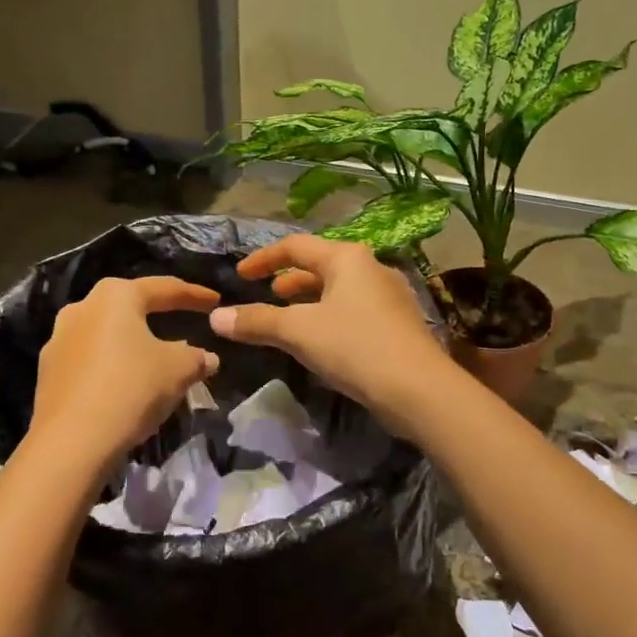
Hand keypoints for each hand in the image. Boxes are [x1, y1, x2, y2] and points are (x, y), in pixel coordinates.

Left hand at [27, 276, 221, 477]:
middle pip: (129, 306)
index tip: (215, 300)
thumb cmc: (131, 389)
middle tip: (182, 319)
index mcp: (115, 296)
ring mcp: (58, 340)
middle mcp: (82, 308)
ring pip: (106, 333)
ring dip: (131, 341)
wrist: (71, 442)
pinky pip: (89, 359)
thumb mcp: (178, 371)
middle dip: (157, 313)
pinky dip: (111, 365)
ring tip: (154, 356)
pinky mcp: (47, 372)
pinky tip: (125, 382)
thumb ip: (196, 358)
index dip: (194, 294)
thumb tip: (208, 358)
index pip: (163, 288)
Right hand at [207, 235, 459, 433]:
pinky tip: (321, 342)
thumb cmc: (355, 347)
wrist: (419, 390)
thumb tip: (216, 317)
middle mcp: (371, 268)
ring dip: (310, 300)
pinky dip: (329, 317)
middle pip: (321, 265)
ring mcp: (389, 296)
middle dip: (289, 280)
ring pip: (338, 289)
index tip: (240, 276)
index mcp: (347, 258)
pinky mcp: (398, 324)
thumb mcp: (299, 332)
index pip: (295, 246)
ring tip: (289, 319)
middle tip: (267, 296)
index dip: (263, 259)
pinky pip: (354, 310)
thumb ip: (257, 322)